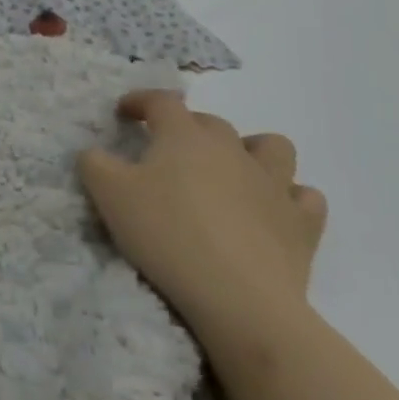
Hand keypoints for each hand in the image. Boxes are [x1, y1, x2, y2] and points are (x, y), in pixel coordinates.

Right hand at [80, 91, 325, 349]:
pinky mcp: (301, 223)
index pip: (161, 101)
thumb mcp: (108, 195)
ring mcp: (273, 184)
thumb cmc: (166, 235)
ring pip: (271, 147)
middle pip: (210, 122)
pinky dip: (289, 197)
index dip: (140, 101)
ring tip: (231, 171)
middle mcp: (231, 148)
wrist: (238, 298)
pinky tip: (271, 210)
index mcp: (184, 136)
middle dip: (187, 128)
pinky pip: (304, 197)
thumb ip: (94, 164)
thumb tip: (95, 153)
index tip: (125, 112)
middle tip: (167, 153)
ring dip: (251, 151)